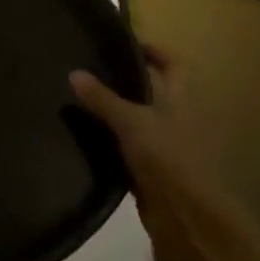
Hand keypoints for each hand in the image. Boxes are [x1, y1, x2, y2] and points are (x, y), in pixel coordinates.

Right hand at [70, 44, 218, 242]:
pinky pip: (127, 148)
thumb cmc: (167, 158)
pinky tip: (82, 137)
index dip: (153, 50)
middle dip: (125, 80)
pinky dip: (109, 142)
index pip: (173, 63)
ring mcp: (165, 145)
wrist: (186, 217)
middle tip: (89, 69)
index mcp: (182, 99)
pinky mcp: (151, 170)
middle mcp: (176, 118)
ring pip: (137, 120)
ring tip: (78, 99)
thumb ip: (103, 99)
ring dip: (114, 112)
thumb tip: (73, 72)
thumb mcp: (131, 123)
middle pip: (153, 90)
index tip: (121, 44)